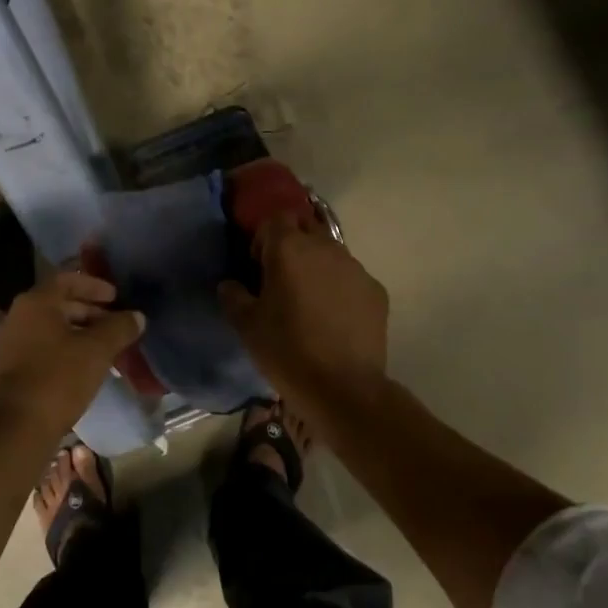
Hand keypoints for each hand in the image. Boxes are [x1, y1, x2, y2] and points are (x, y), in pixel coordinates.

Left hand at [0, 270, 144, 441]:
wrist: (17, 428)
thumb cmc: (59, 378)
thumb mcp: (98, 350)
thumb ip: (119, 327)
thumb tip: (137, 316)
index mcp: (35, 303)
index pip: (67, 279)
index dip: (94, 285)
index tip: (116, 297)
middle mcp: (16, 316)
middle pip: (57, 304)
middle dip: (89, 311)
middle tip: (115, 324)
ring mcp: (8, 344)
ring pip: (49, 328)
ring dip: (78, 333)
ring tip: (104, 348)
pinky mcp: (7, 370)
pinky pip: (40, 348)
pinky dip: (63, 350)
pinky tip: (83, 367)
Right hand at [219, 213, 388, 409]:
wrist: (343, 388)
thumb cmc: (286, 350)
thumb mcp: (246, 325)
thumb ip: (233, 296)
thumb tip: (230, 284)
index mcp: (290, 249)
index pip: (276, 219)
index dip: (264, 238)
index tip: (258, 266)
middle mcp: (326, 248)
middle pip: (306, 230)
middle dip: (292, 247)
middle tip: (282, 280)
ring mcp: (356, 268)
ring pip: (331, 254)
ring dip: (317, 267)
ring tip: (309, 302)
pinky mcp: (376, 291)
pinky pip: (351, 279)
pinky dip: (340, 289)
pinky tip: (334, 320)